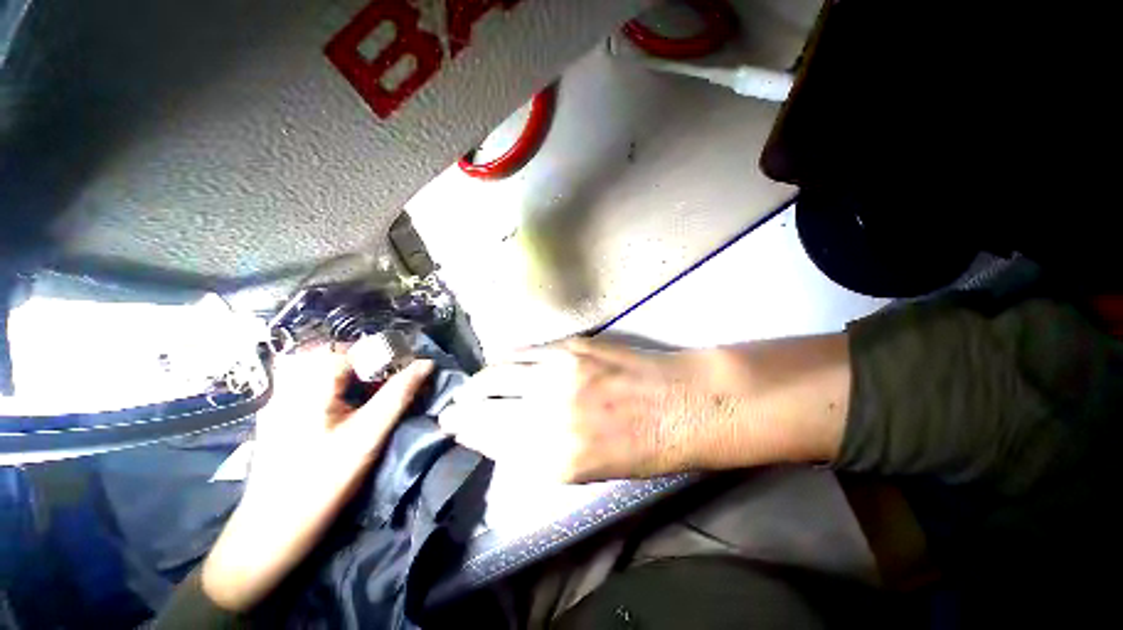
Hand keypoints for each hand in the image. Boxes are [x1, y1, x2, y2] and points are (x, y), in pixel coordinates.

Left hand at [201, 346, 432, 611]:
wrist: (271, 531)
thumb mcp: (368, 436)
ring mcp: (280, 397)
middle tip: (392, 383)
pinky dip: (339, 386)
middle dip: (372, 363)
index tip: (409, 374)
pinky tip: (349, 408)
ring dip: (356, 374)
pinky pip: (313, 383)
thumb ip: (399, 394)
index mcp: (309, 382)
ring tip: (375, 394)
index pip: (357, 349)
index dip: (388, 357)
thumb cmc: (322, 482)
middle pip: (339, 354)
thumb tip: (426, 364)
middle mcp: (289, 381)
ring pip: (326, 367)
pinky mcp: (279, 412)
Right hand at [440, 337, 715, 482]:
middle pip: (486, 401)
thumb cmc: (642, 447)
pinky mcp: (572, 346)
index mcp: (554, 455)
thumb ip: (540, 452)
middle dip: (462, 405)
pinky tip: (501, 362)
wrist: (681, 402)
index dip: (466, 430)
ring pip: (500, 369)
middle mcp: (549, 411)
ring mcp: (559, 372)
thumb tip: (504, 434)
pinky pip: (526, 350)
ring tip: (473, 383)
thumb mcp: (587, 469)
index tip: (453, 426)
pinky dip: (507, 358)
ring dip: (480, 378)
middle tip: (453, 405)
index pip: (489, 438)